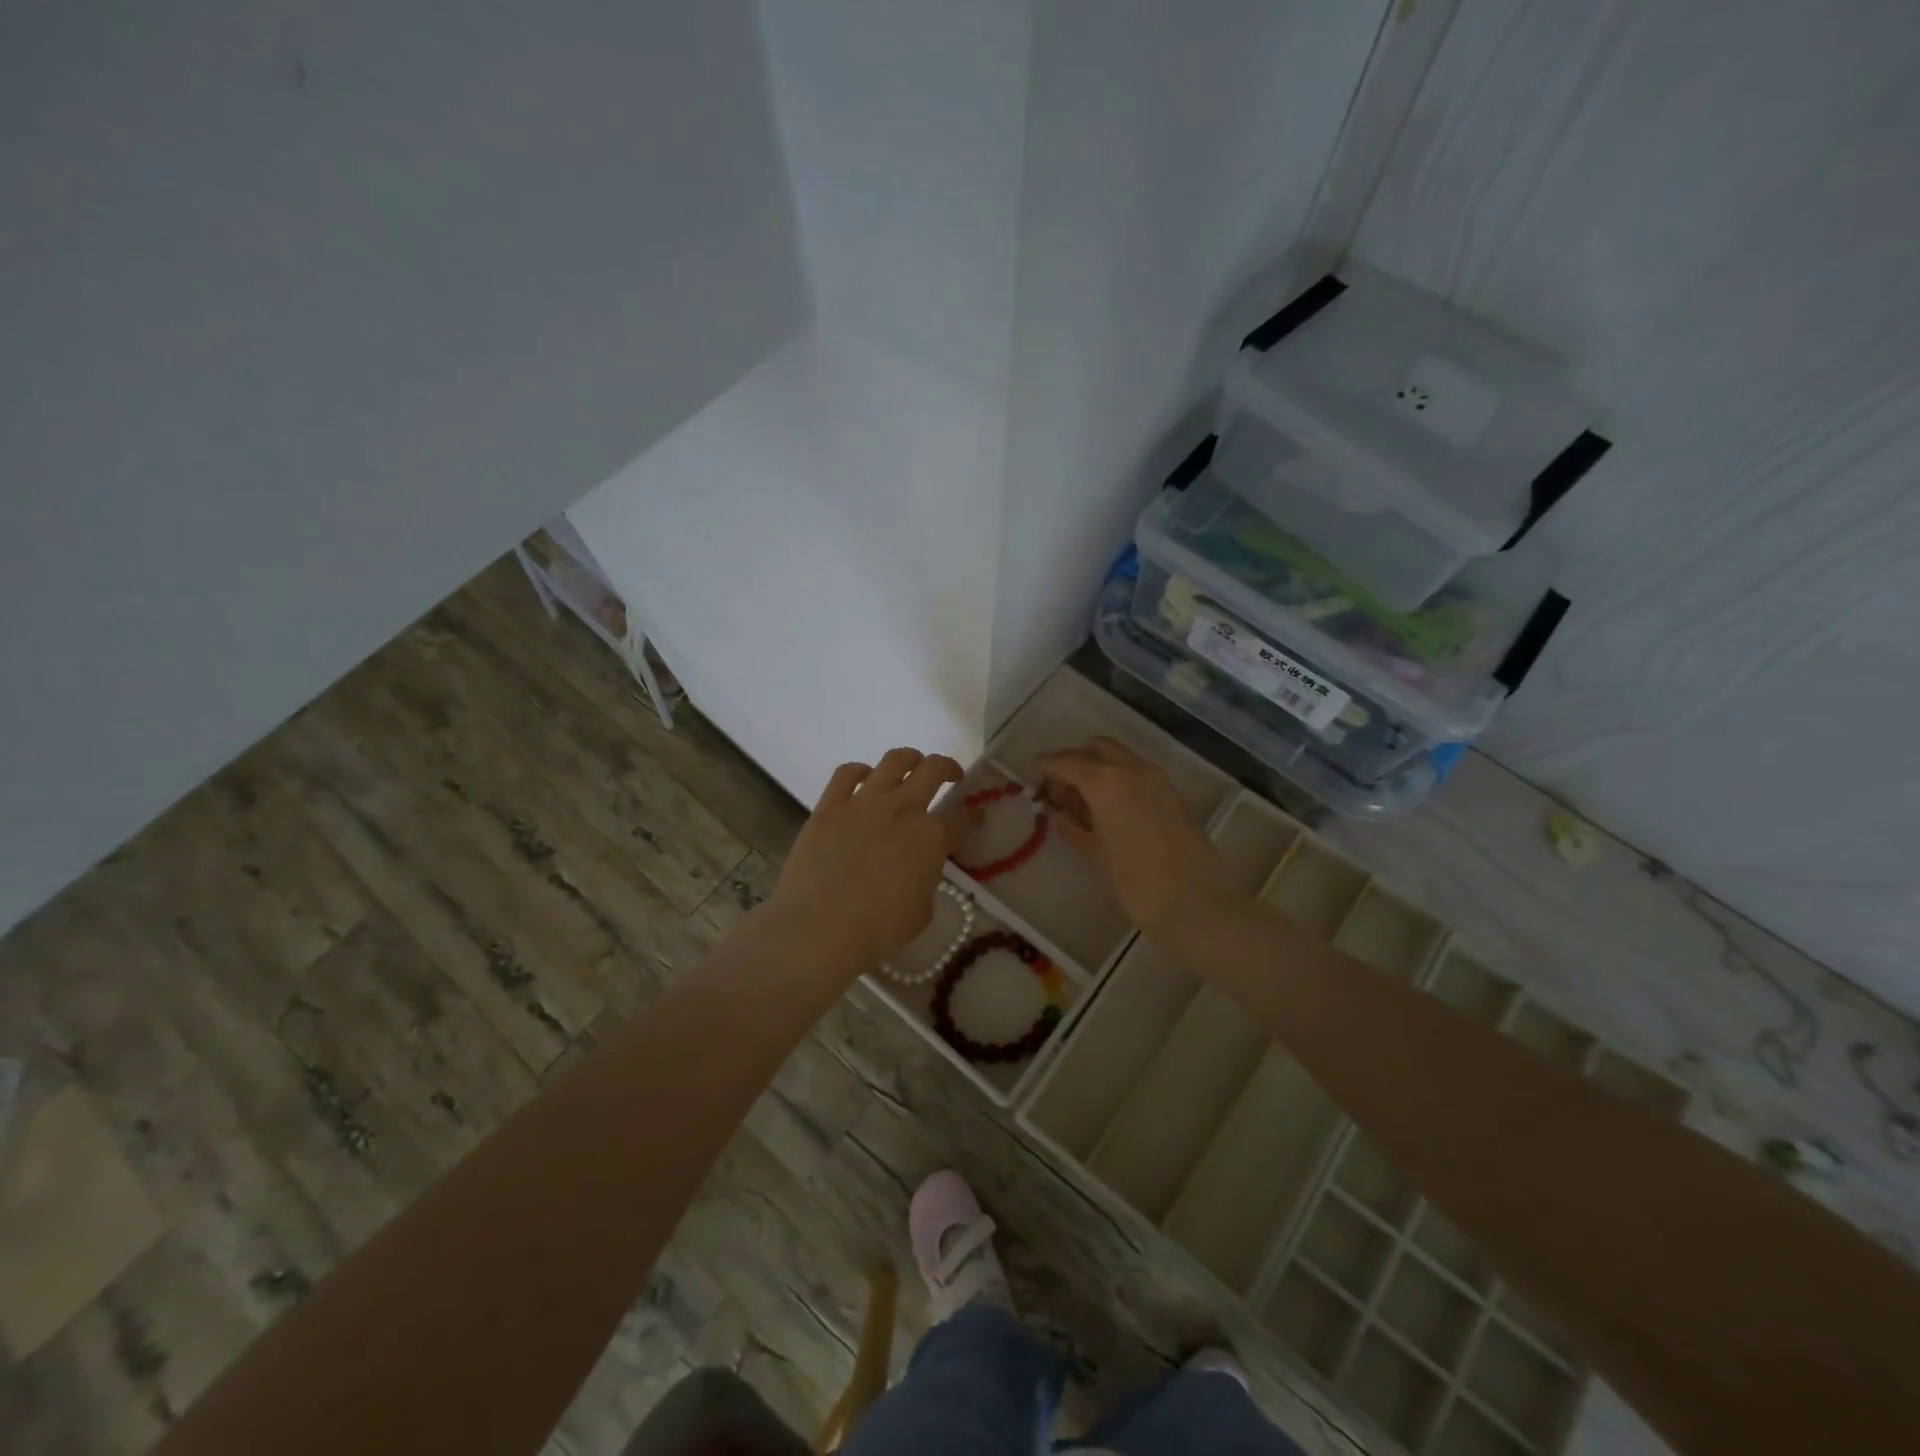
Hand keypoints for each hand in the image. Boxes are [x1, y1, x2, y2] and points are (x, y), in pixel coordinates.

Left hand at [767, 748, 972, 971]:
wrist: (819, 928)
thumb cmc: (878, 929)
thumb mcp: (922, 911)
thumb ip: (927, 879)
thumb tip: (919, 867)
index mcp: (931, 837)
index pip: (962, 817)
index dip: (973, 815)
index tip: (975, 816)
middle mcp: (902, 808)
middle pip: (933, 770)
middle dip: (948, 768)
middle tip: (951, 775)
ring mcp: (863, 802)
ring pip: (894, 761)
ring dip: (910, 759)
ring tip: (912, 766)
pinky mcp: (829, 806)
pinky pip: (846, 773)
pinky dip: (860, 771)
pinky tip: (865, 777)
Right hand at [1038, 737, 1236, 940]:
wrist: (1199, 903)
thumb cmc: (1138, 882)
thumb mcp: (1096, 855)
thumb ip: (1072, 829)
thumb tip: (1057, 815)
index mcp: (1106, 781)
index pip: (1068, 762)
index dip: (1047, 765)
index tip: (1033, 770)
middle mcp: (1132, 769)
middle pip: (1097, 748)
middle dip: (1075, 760)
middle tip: (1059, 788)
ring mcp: (1157, 780)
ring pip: (1120, 758)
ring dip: (1098, 768)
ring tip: (1081, 802)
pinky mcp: (1172, 795)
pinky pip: (1136, 773)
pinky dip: (1118, 779)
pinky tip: (1108, 810)